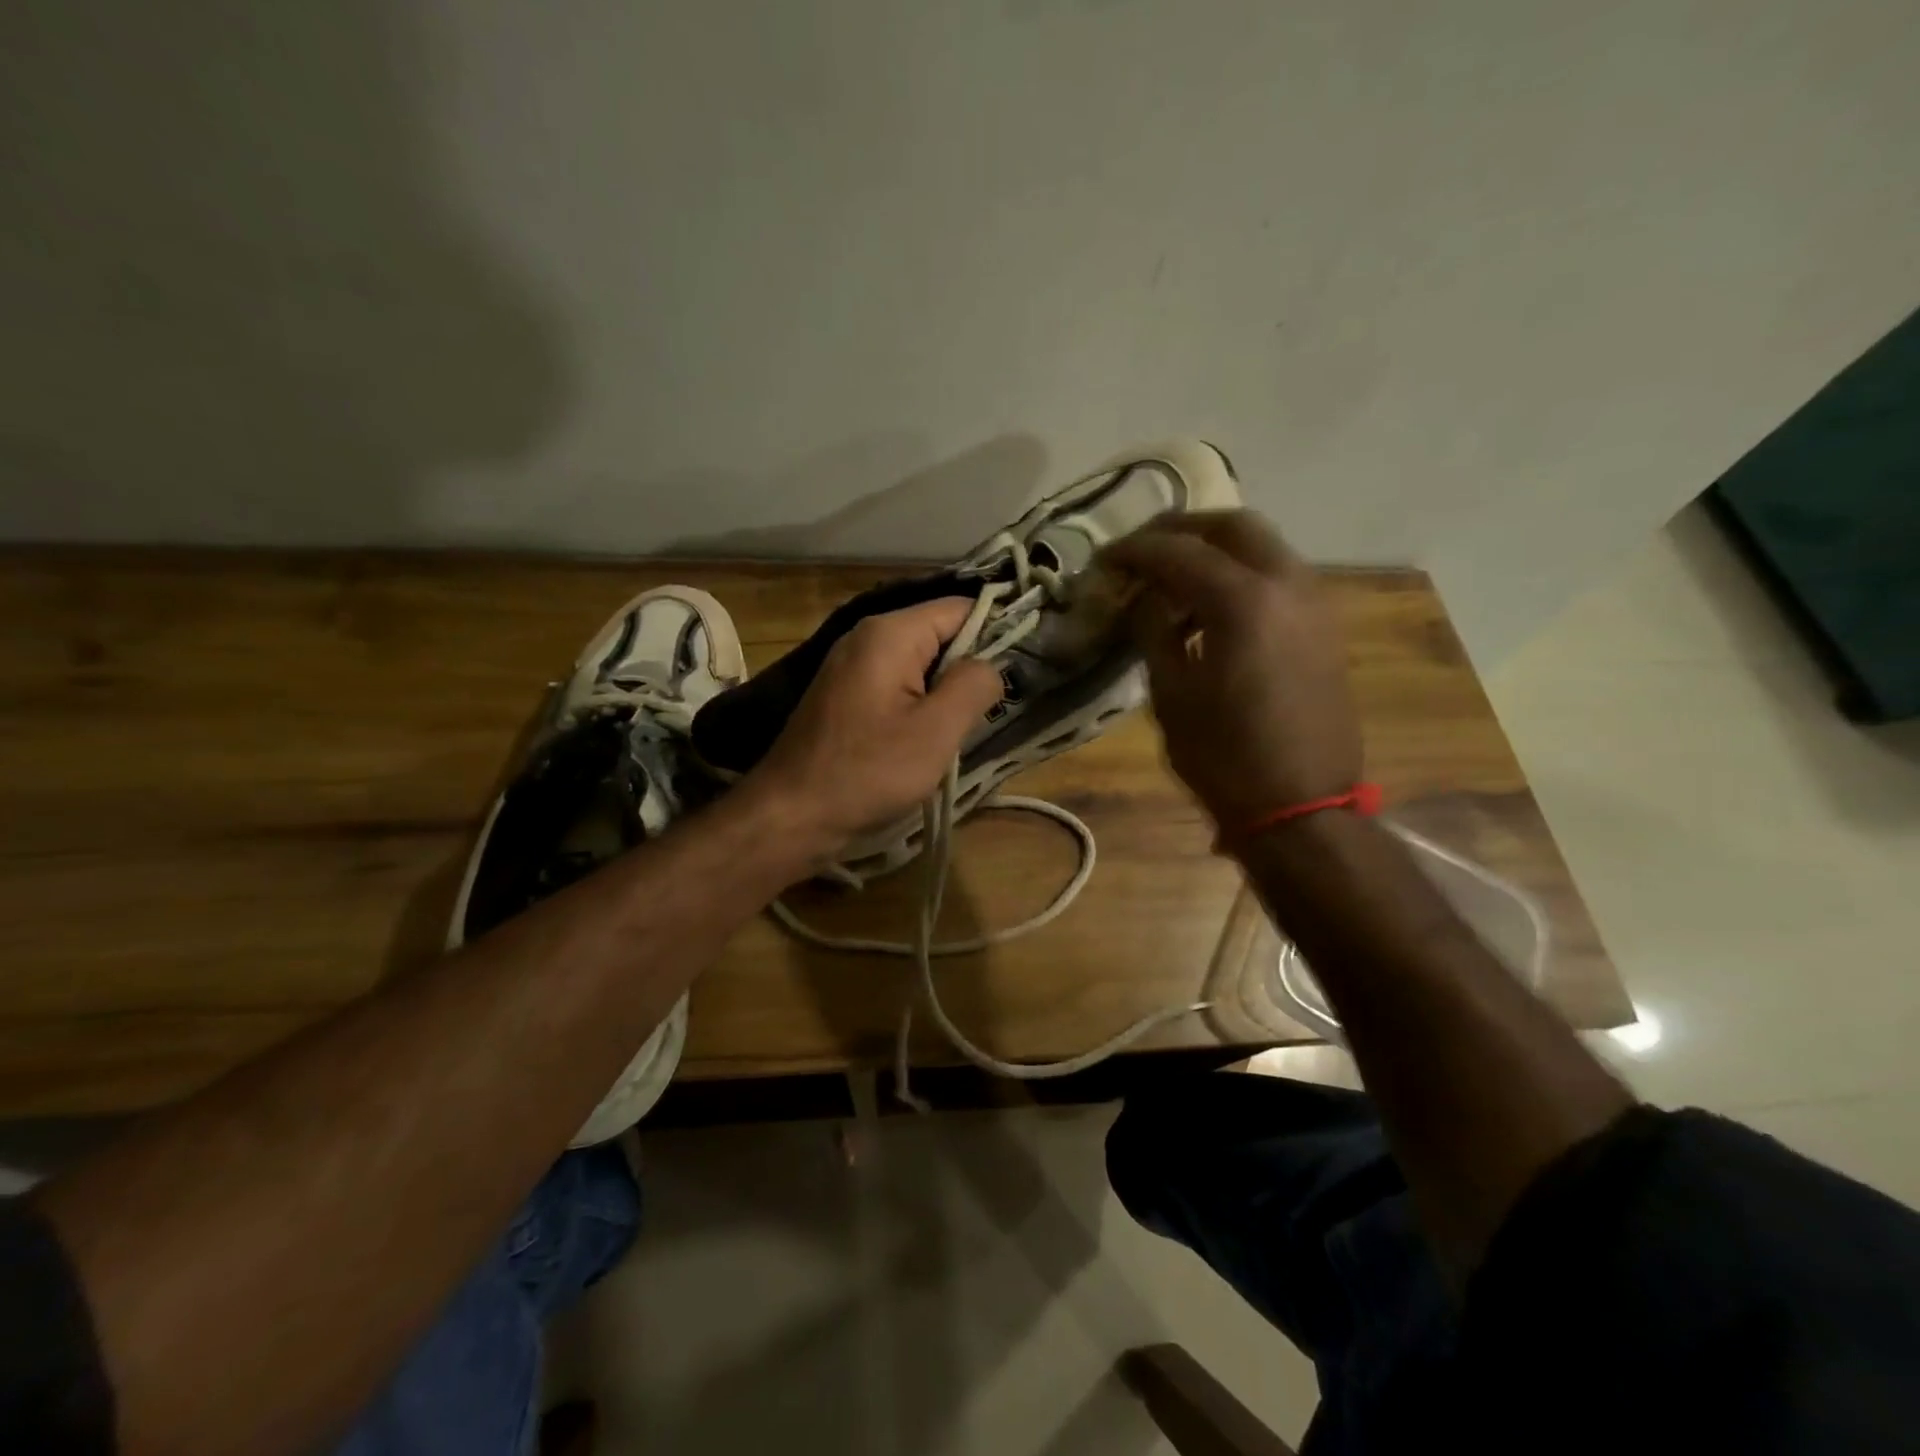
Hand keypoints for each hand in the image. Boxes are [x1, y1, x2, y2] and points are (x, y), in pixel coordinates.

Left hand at [746, 598, 1003, 853]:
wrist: (791, 815)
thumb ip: (974, 685)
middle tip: (988, 711)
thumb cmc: (868, 772)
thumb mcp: (936, 731)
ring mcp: (852, 666)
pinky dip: (919, 706)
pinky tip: (925, 740)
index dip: (996, 632)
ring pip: (920, 664)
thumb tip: (992, 664)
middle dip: (968, 669)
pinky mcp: (845, 695)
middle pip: (939, 634)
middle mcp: (867, 637)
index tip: (1020, 671)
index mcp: (890, 633)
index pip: (960, 608)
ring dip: (944, 694)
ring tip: (959, 731)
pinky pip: (897, 686)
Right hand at [1103, 510, 1361, 832]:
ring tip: (1171, 578)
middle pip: (1232, 525)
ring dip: (1214, 549)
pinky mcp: (1323, 626)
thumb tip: (1143, 598)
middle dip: (1181, 530)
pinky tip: (1210, 607)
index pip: (1178, 551)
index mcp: (1244, 602)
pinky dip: (1240, 574)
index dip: (1134, 550)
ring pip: (1262, 546)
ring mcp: (1314, 603)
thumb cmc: (1223, 757)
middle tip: (1141, 550)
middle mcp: (1287, 585)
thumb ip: (1153, 631)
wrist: (1300, 807)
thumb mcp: (1170, 694)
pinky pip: (1278, 576)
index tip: (1104, 559)